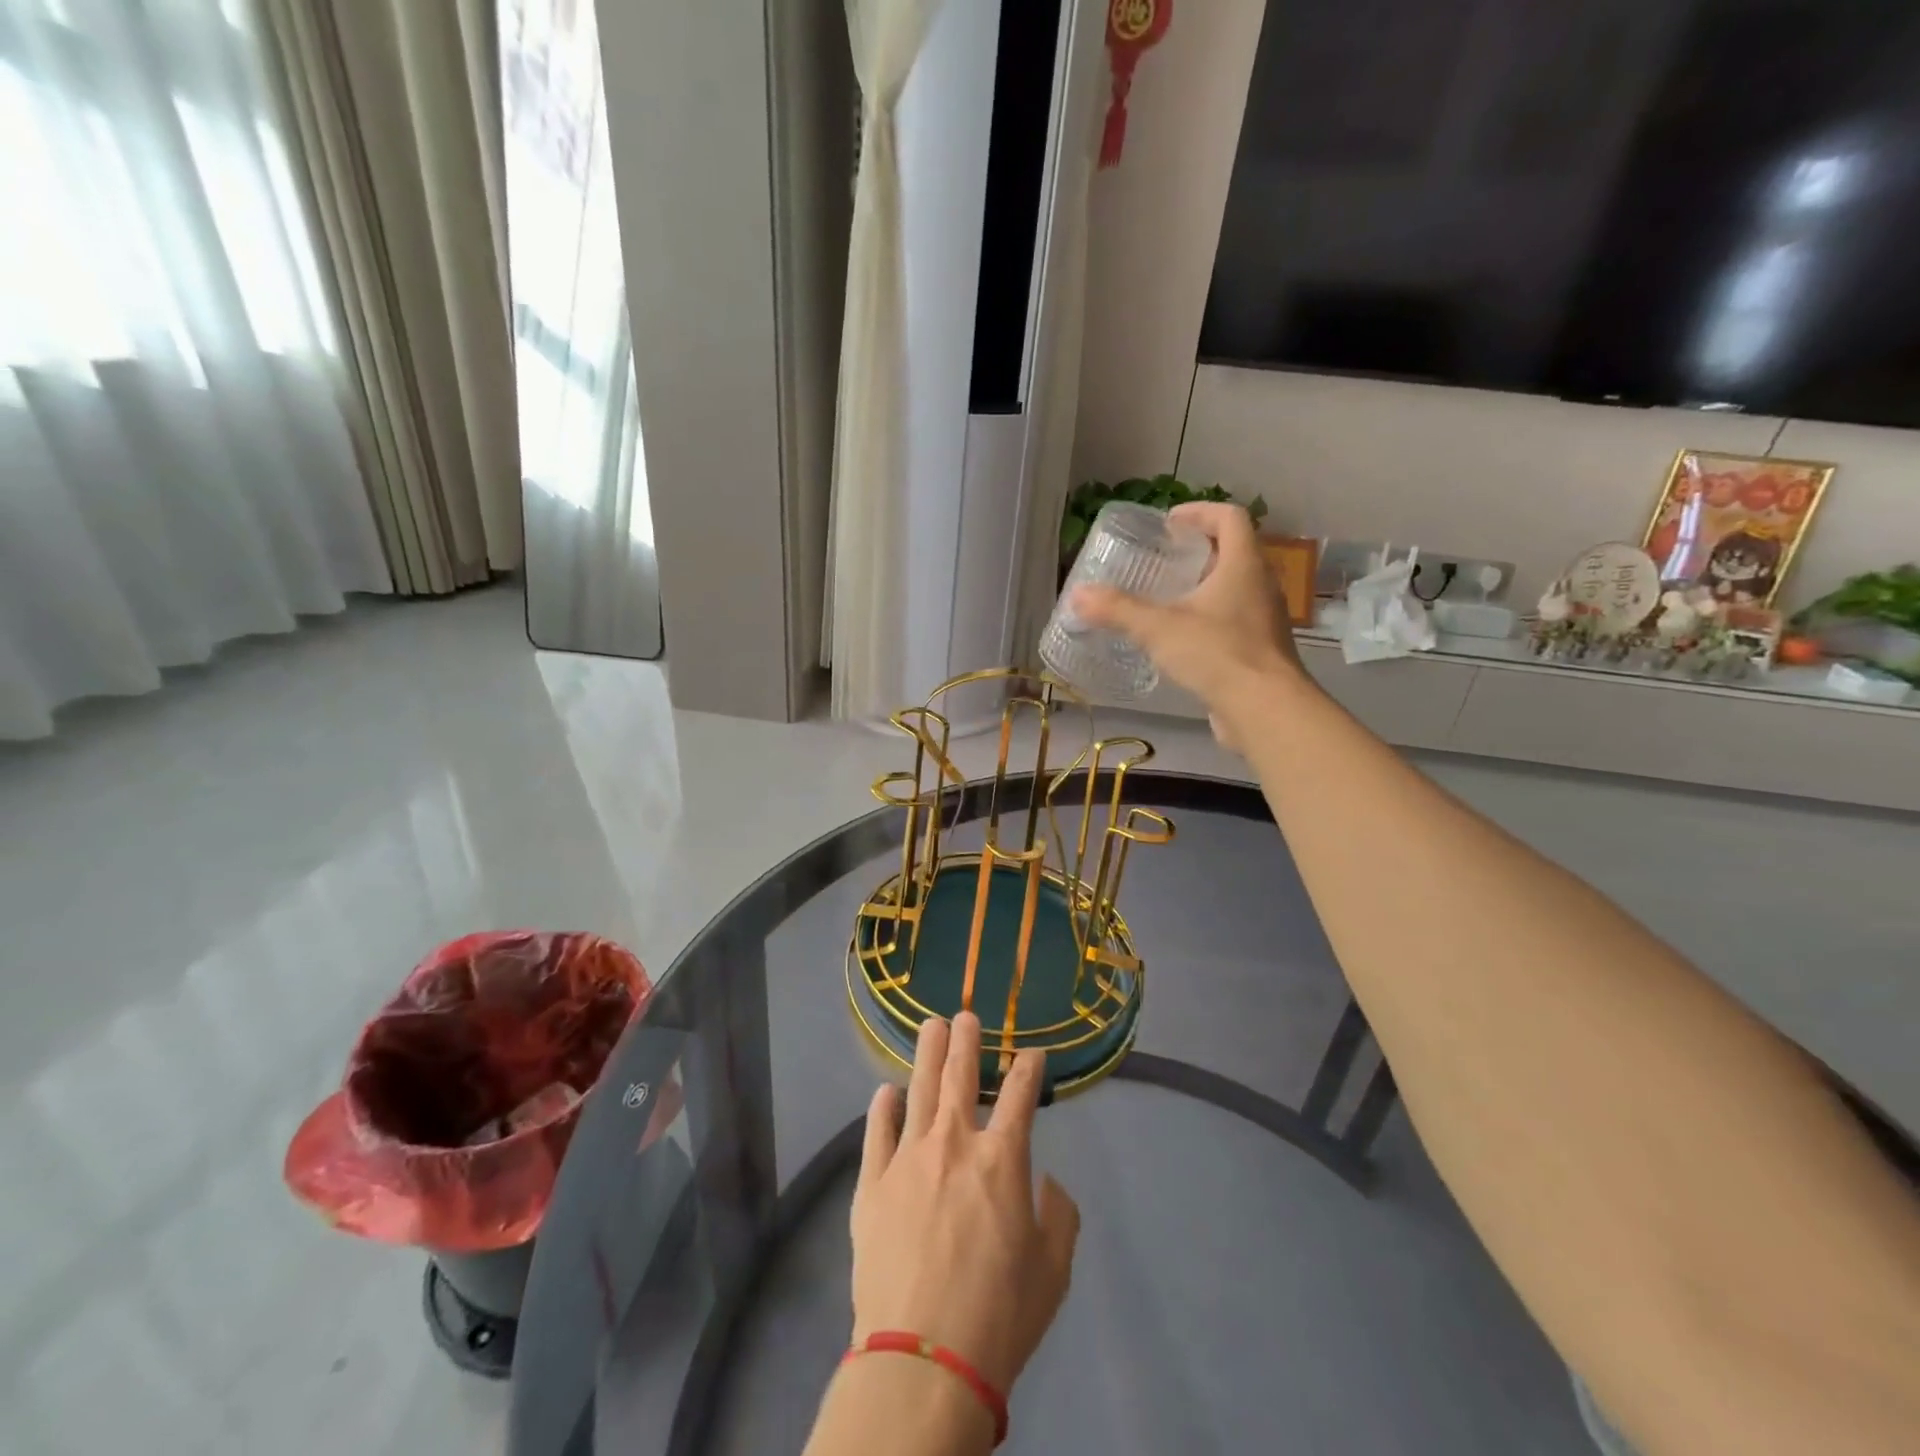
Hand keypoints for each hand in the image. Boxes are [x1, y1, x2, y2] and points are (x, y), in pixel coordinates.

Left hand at [851, 1013, 1079, 1394]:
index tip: (1033, 1052)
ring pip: (918, 1089)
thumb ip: (1059, 1215)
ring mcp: (907, 1158)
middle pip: (960, 1076)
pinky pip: (877, 1131)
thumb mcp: (1053, 1269)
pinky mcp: (872, 1183)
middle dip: (966, 1040)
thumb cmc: (1000, 1315)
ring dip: (926, 1054)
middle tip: (965, 1014)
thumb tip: (1047, 1182)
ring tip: (930, 1027)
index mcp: (1002, 1159)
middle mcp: (953, 1143)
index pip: (1020, 1094)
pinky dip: (883, 1107)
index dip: (1028, 1067)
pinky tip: (886, 1091)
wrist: (923, 1358)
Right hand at [1071, 501, 1304, 748]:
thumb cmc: (1216, 654)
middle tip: (1162, 560)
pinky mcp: (1260, 650)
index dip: (1200, 512)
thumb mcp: (1158, 628)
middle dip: (1198, 550)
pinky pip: (1235, 621)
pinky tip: (1182, 640)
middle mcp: (1261, 586)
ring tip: (1167, 599)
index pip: (1230, 517)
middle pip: (1234, 551)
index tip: (1169, 523)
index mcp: (1244, 565)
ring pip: (1235, 588)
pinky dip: (1210, 619)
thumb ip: (1117, 609)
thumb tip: (1078, 595)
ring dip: (1205, 586)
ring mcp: (1265, 620)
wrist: (1264, 710)